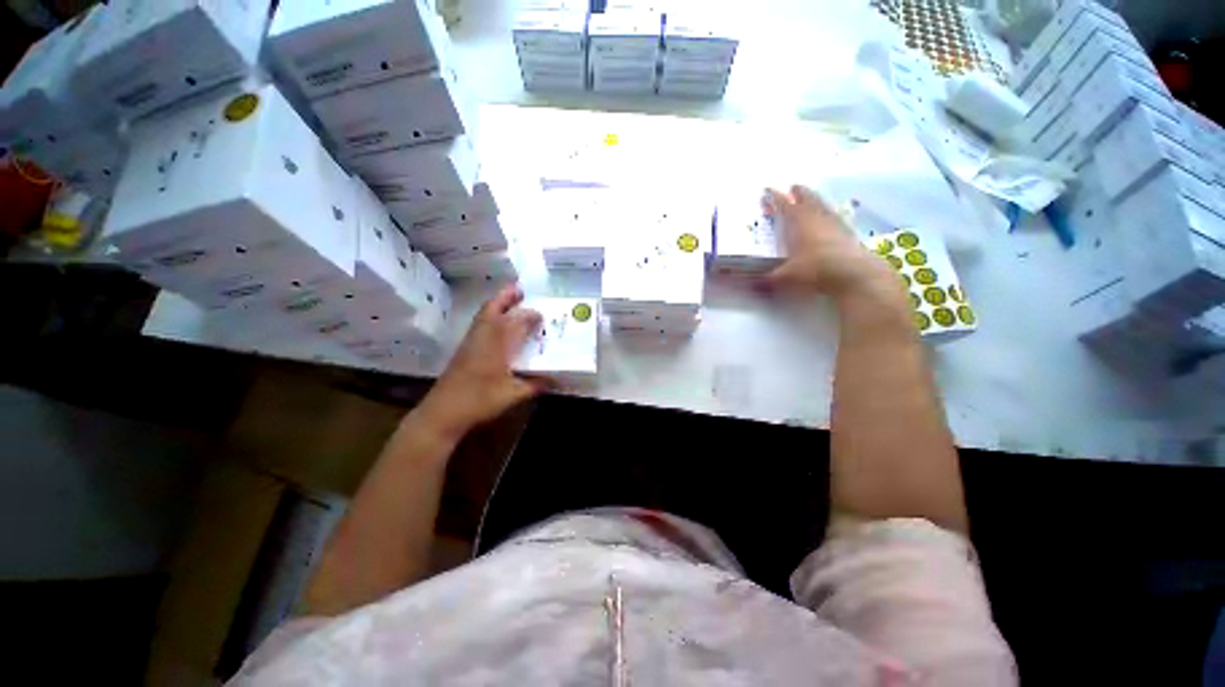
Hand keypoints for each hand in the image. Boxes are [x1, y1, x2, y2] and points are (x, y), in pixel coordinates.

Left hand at [415, 285, 548, 439]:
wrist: (443, 412)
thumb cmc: (479, 401)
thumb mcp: (512, 395)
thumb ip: (535, 385)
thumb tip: (556, 380)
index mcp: (497, 344)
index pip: (516, 321)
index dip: (529, 315)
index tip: (543, 315)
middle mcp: (483, 337)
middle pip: (493, 308)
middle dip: (507, 296)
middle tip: (521, 289)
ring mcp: (471, 341)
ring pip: (484, 314)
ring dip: (497, 304)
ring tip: (512, 301)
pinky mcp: (464, 349)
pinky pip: (480, 324)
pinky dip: (490, 316)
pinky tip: (498, 326)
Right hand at [764, 185, 899, 302]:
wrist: (853, 274)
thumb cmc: (814, 270)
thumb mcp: (785, 277)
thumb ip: (766, 280)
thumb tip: (749, 284)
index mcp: (798, 223)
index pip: (783, 205)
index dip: (774, 197)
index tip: (767, 189)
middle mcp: (816, 218)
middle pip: (806, 199)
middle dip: (798, 193)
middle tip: (793, 186)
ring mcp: (834, 223)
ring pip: (822, 205)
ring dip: (815, 200)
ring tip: (810, 197)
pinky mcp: (848, 233)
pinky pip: (834, 216)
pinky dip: (828, 213)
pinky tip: (829, 218)